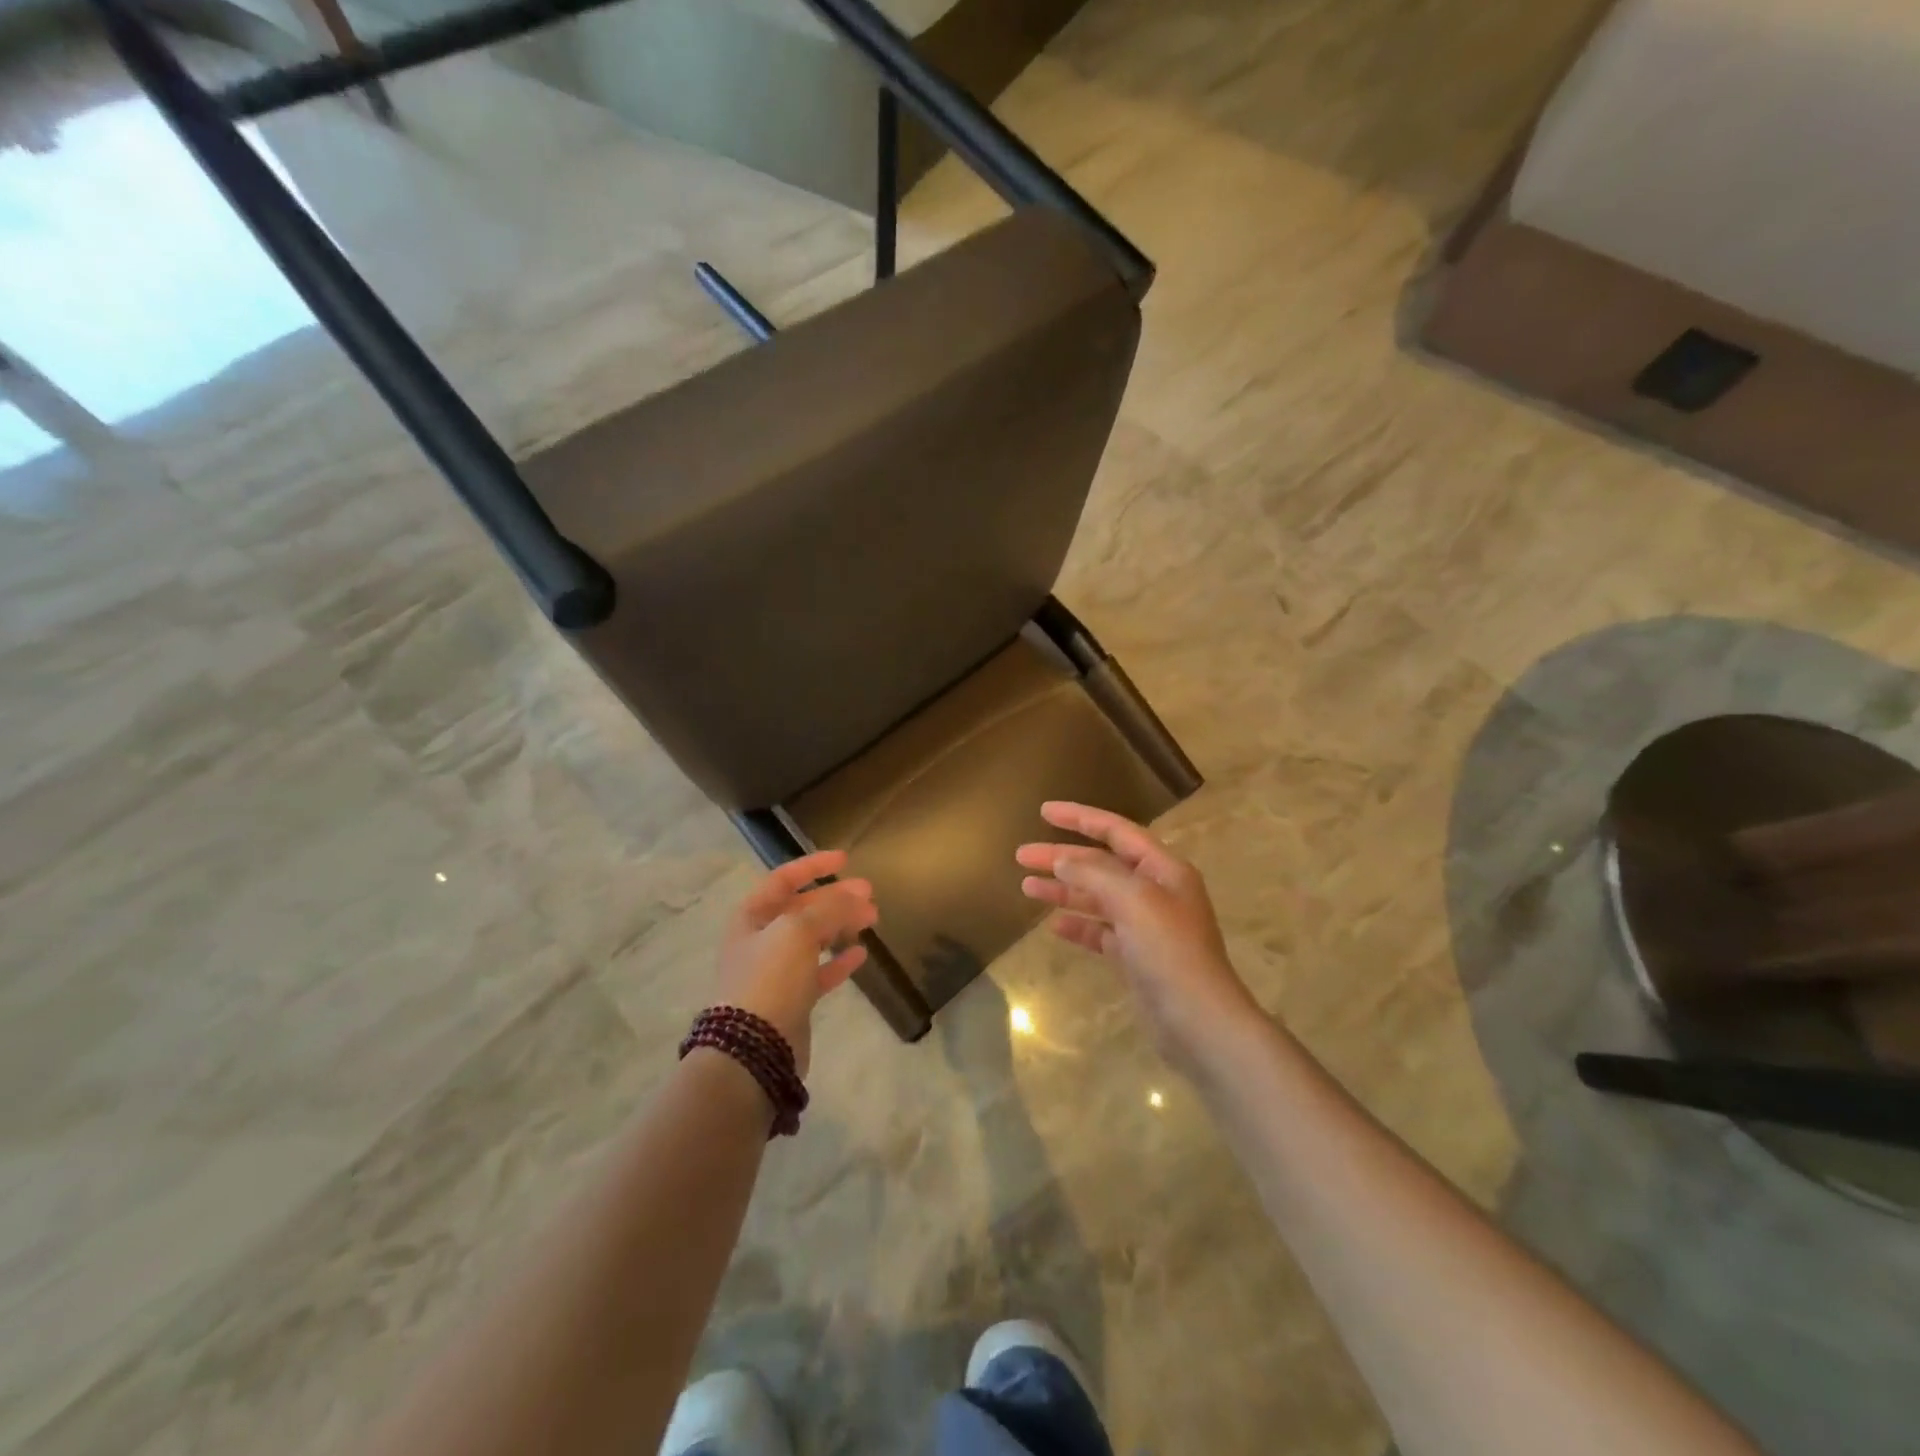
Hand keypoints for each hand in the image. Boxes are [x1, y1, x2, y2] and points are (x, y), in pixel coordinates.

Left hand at [716, 851, 876, 1076]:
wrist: (753, 1048)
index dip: (813, 866)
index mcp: (752, 916)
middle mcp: (761, 939)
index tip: (845, 859)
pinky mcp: (792, 999)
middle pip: (803, 908)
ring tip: (872, 919)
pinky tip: (861, 954)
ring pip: (814, 939)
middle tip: (870, 893)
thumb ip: (828, 908)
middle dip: (836, 897)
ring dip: (841, 925)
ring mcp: (776, 971)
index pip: (784, 879)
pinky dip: (839, 961)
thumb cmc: (770, 977)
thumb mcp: (797, 931)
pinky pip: (820, 972)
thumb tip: (854, 896)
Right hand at [1017, 802, 1258, 1071]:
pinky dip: (1078, 926)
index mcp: (1163, 870)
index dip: (1080, 817)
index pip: (1117, 831)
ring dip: (1063, 891)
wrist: (1199, 1023)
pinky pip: (1101, 931)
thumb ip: (1095, 874)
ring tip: (1026, 887)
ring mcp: (1146, 926)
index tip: (1044, 811)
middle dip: (1062, 858)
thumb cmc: (1169, 952)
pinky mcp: (1137, 958)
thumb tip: (1062, 860)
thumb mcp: (1134, 901)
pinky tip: (1054, 926)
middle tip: (1021, 855)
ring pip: (1097, 898)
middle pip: (1101, 864)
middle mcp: (1156, 892)